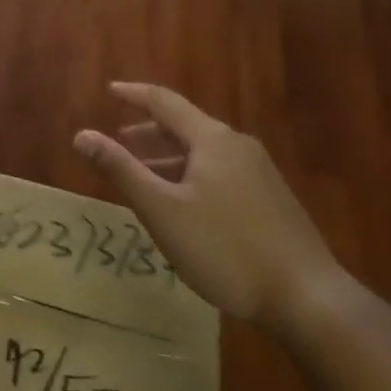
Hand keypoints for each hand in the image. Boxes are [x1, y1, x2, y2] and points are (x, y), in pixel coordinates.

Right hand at [74, 83, 341, 332]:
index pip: (165, 102)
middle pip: (186, 126)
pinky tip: (184, 204)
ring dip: (169, 156)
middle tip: (120, 141)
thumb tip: (82, 135)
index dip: (134, 94)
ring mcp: (259, 173)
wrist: (309, 299)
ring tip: (145, 175)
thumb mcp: (162, 210)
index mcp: (212, 139)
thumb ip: (121, 169)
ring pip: (204, 152)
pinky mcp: (271, 200)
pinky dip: (191, 174)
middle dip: (149, 131)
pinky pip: (220, 171)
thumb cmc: (226, 249)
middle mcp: (238, 146)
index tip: (110, 90)